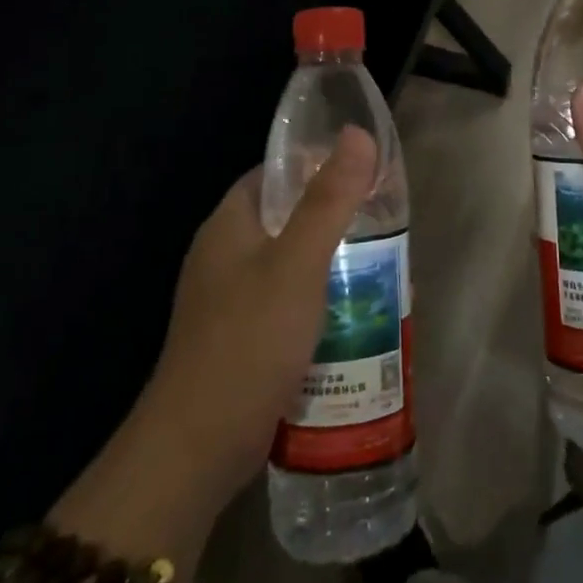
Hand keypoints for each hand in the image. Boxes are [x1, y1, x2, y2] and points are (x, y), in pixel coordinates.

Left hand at [51, 129, 377, 565]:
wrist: (197, 447)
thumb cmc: (248, 340)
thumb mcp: (297, 264)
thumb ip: (329, 200)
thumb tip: (357, 134)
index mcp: (228, 226)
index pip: (272, 175)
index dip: (315, 166)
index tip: (364, 175)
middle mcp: (224, 257)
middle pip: (286, 220)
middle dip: (335, 221)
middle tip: (385, 228)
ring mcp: (230, 302)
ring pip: (291, 266)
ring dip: (332, 265)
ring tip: (383, 271)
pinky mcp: (243, 341)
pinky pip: (288, 306)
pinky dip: (320, 304)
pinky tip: (356, 319)